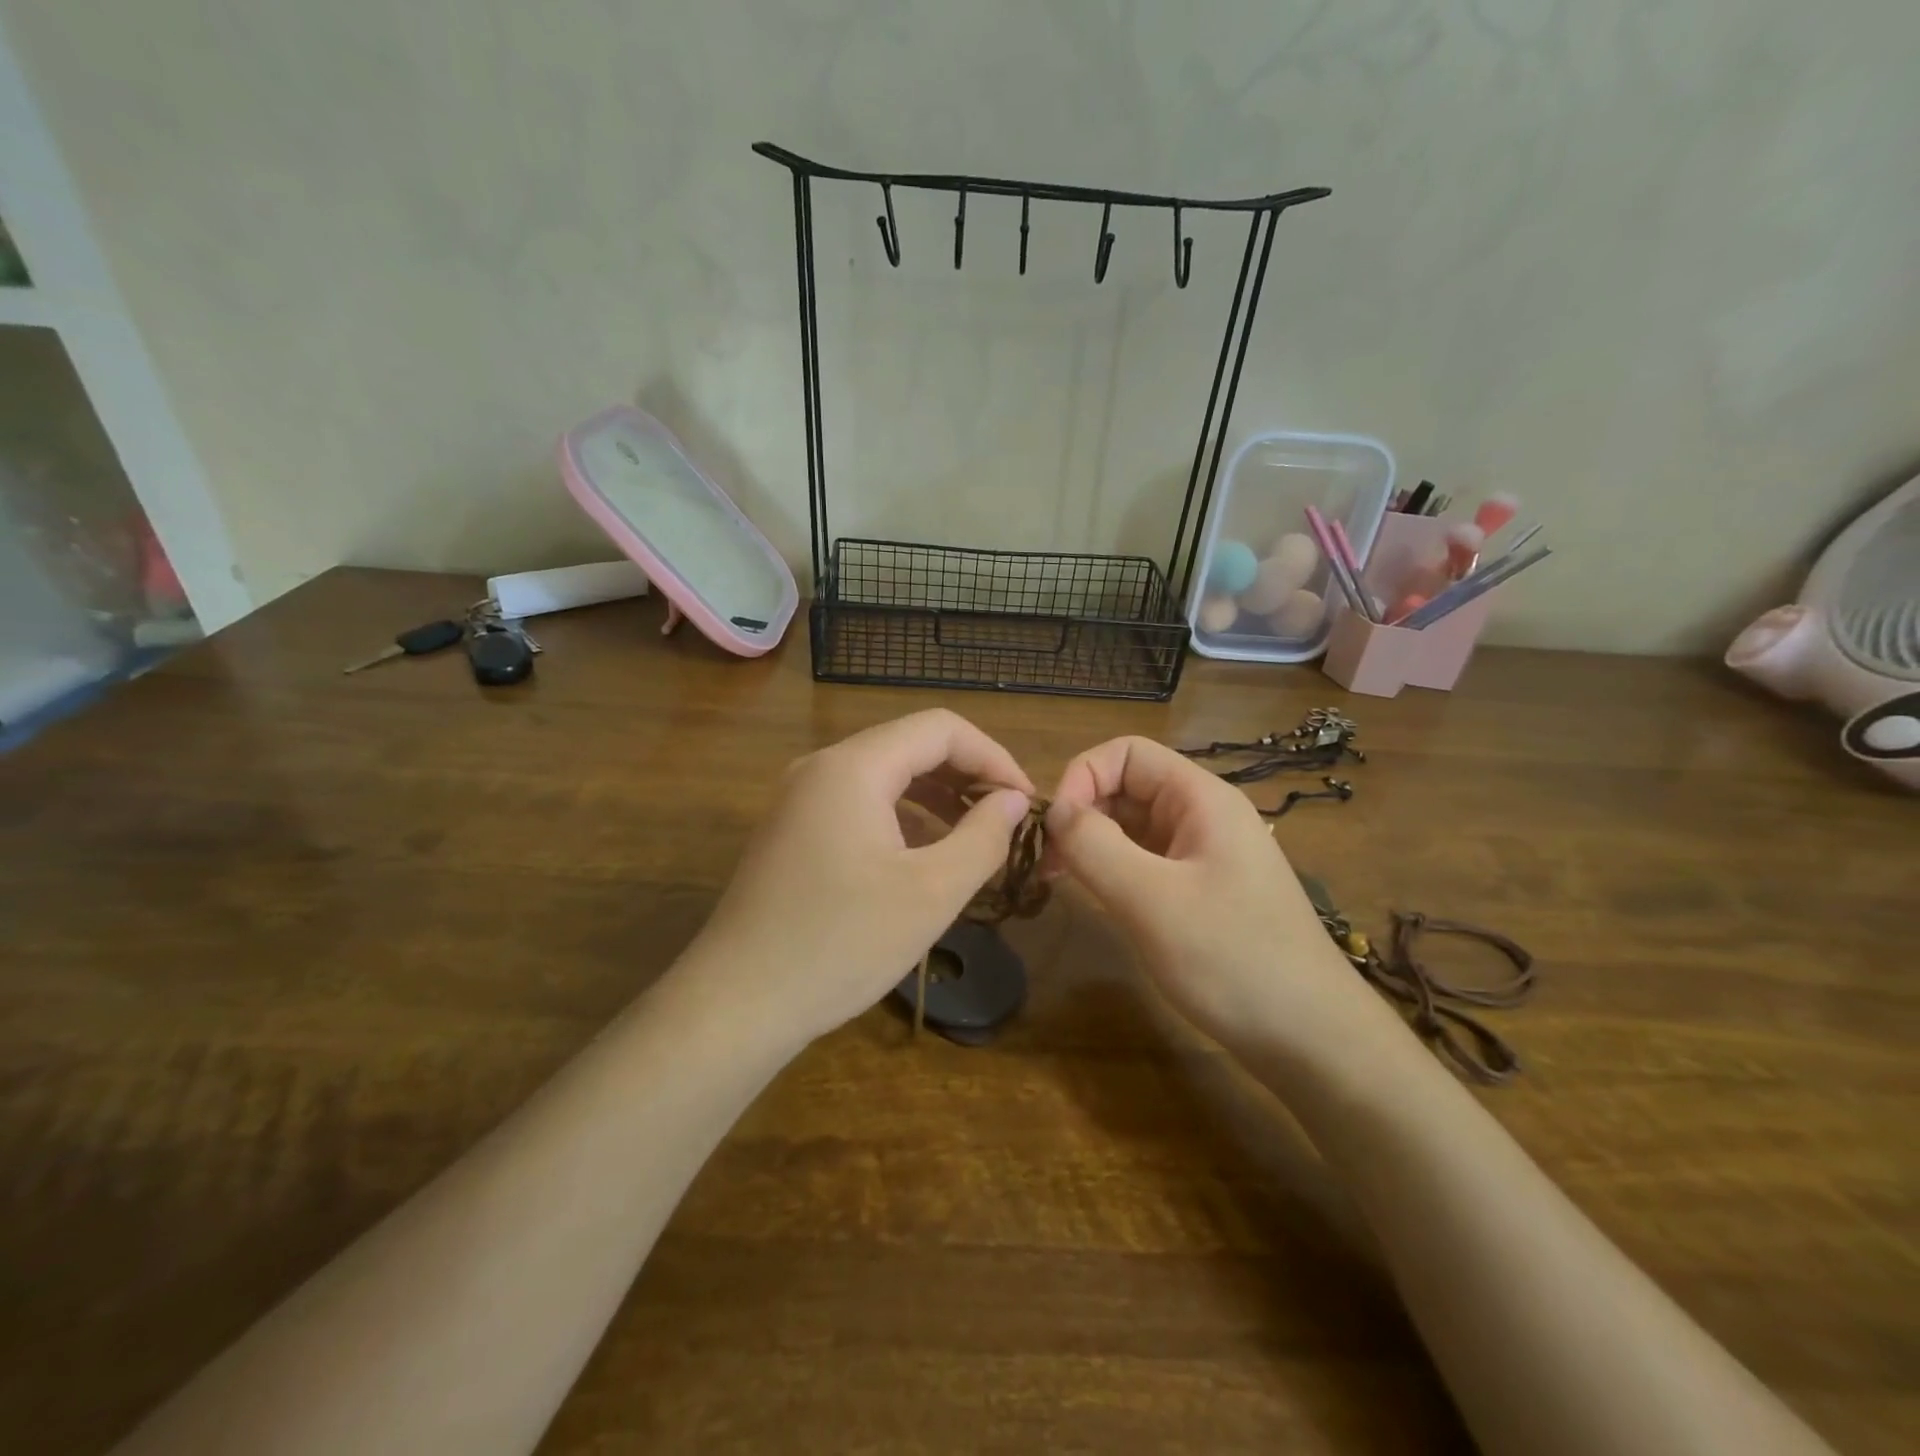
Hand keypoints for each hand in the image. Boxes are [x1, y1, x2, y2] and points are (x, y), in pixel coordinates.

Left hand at [689, 710, 1032, 1046]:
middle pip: (910, 745)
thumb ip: (983, 837)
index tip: (1027, 801)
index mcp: (854, 767)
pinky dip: (901, 816)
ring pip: (884, 775)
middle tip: (1007, 820)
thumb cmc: (841, 943)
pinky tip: (923, 855)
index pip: (940, 729)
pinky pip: (858, 803)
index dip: (993, 757)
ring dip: (935, 796)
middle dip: (966, 775)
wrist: (737, 1003)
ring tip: (974, 836)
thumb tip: (1014, 801)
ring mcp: (799, 798)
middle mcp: (822, 767)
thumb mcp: (932, 892)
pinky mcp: (791, 830)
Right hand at [1044, 736, 1383, 1056]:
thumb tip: (1054, 811)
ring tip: (1061, 882)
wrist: (1312, 1039)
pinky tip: (1096, 899)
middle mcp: (1203, 815)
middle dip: (1082, 814)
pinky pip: (1146, 861)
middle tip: (1048, 865)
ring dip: (1093, 844)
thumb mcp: (1151, 900)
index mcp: (1200, 799)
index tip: (1055, 829)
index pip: (1126, 753)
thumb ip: (1095, 846)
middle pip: (1127, 787)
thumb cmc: (1233, 960)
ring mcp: (1204, 854)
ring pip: (1132, 826)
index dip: (1082, 777)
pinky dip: (1113, 870)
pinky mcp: (1201, 890)